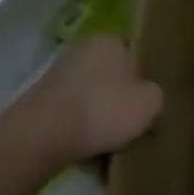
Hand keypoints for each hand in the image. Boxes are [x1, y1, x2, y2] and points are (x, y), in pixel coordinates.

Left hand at [4, 36, 162, 168]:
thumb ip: (156, 96)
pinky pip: (70, 117)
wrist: (38, 137)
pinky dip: (79, 132)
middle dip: (120, 99)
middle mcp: (81, 51)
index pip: (135, 53)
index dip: (146, 77)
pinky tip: (87, 154)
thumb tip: (148, 99)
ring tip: (110, 145)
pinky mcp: (38, 103)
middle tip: (133, 124)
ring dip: (99, 118)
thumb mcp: (150, 103)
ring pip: (90, 98)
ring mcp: (55, 77)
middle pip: (112, 76)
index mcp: (109, 40)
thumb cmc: (102, 109)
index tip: (150, 101)